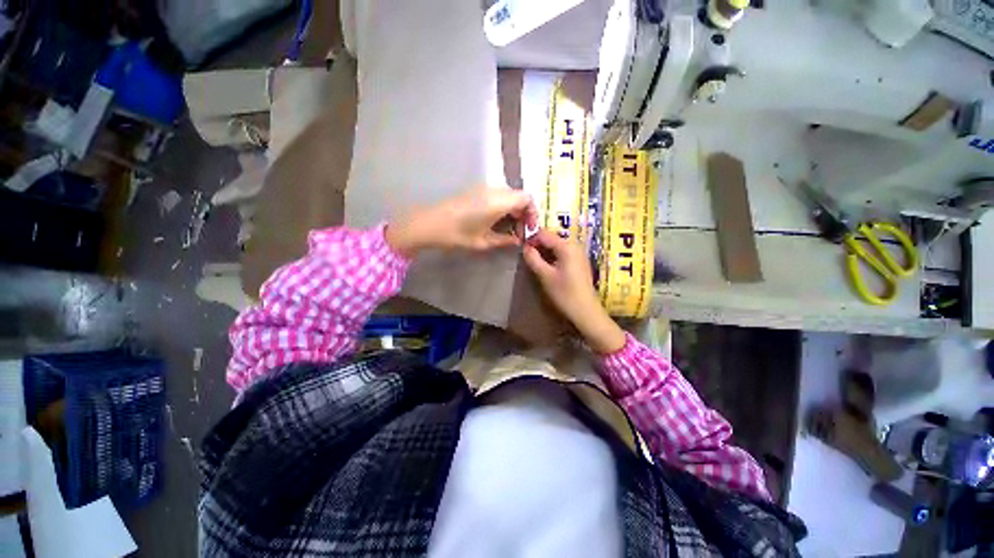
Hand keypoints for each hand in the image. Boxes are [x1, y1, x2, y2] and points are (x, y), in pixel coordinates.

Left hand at [385, 187, 535, 257]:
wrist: (428, 224)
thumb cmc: (456, 235)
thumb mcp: (483, 242)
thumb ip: (504, 240)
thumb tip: (517, 240)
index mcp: (498, 201)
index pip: (527, 198)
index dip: (533, 212)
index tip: (530, 228)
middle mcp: (493, 190)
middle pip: (518, 195)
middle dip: (524, 212)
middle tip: (520, 231)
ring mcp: (483, 188)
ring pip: (508, 195)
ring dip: (513, 209)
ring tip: (510, 228)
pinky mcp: (475, 191)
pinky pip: (497, 195)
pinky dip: (503, 206)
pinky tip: (497, 221)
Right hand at [522, 229, 625, 353]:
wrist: (586, 311)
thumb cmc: (565, 294)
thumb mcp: (545, 276)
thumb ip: (533, 259)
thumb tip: (524, 247)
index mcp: (567, 246)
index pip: (544, 234)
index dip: (531, 238)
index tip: (520, 246)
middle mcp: (574, 245)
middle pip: (551, 239)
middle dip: (537, 245)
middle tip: (525, 255)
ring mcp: (578, 254)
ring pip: (556, 246)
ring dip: (544, 251)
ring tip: (533, 261)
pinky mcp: (579, 262)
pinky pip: (562, 253)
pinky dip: (552, 257)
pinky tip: (545, 266)